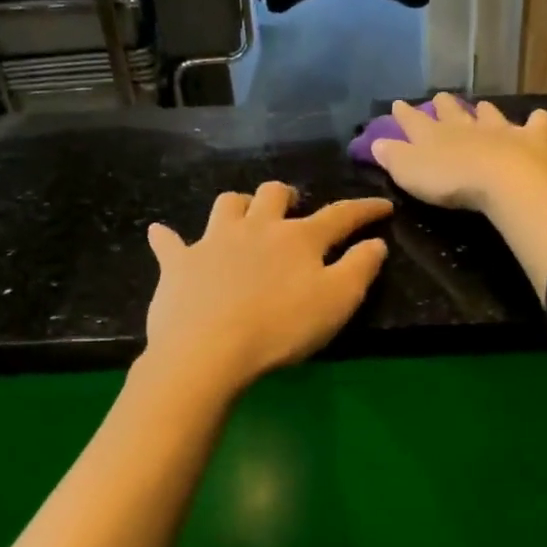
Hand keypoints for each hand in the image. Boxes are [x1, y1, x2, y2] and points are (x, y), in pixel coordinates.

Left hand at [144, 182, 392, 393]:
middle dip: (288, 195)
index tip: (383, 205)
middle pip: (274, 194)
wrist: (208, 351)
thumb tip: (376, 242)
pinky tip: (162, 235)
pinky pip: (168, 242)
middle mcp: (256, 228)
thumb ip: (360, 268)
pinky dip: (168, 238)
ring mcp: (213, 242)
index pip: (340, 215)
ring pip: (227, 205)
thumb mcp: (338, 302)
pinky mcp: (178, 264)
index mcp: (298, 238)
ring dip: (239, 205)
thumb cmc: (281, 328)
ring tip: (245, 216)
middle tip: (294, 207)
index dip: (365, 209)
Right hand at [368, 93, 546, 212]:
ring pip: (489, 115)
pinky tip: (538, 118)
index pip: (413, 121)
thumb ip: (393, 157)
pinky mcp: (530, 140)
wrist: (503, 181)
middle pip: (452, 112)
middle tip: (440, 98)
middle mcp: (466, 126)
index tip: (398, 104)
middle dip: (444, 106)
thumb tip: (376, 142)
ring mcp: (500, 130)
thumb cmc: (451, 180)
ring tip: (481, 106)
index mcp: (433, 135)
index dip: (404, 114)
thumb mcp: (410, 173)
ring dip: (484, 111)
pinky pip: (535, 125)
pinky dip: (536, 122)